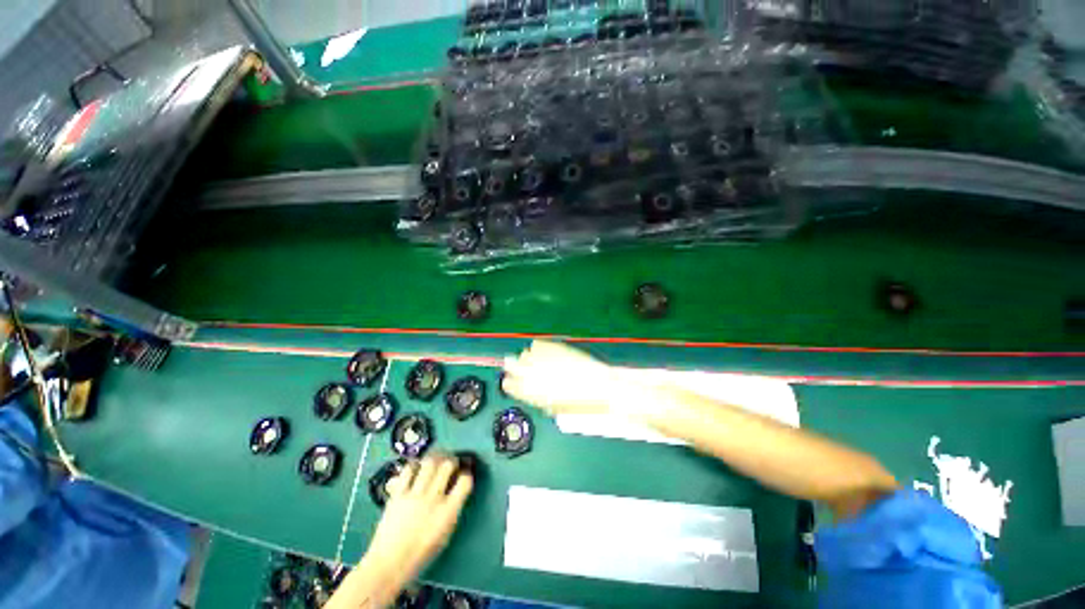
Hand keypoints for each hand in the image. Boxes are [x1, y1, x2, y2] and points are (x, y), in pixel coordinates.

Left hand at [364, 454, 473, 581]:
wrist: (388, 564)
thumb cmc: (420, 555)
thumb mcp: (445, 535)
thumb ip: (452, 510)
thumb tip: (455, 491)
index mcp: (448, 512)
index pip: (465, 481)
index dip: (466, 475)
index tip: (463, 475)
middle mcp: (434, 499)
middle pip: (447, 465)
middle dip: (451, 461)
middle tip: (450, 464)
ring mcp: (415, 495)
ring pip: (429, 463)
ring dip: (434, 459)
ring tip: (434, 462)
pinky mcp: (398, 495)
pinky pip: (408, 470)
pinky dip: (414, 466)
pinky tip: (415, 470)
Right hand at [501, 340, 623, 415]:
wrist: (597, 386)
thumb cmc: (577, 403)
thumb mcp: (553, 407)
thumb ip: (538, 398)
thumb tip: (533, 392)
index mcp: (527, 391)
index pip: (508, 384)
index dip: (511, 383)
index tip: (514, 382)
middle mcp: (528, 372)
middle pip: (510, 363)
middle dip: (513, 366)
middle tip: (521, 368)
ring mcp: (539, 357)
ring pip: (524, 353)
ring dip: (529, 358)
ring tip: (538, 361)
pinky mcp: (550, 345)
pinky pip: (536, 344)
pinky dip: (539, 349)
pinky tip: (546, 353)